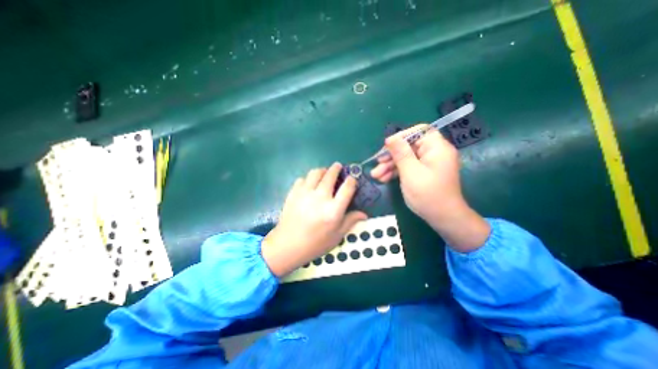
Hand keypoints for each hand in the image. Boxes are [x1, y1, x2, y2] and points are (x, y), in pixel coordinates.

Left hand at [261, 163, 364, 274]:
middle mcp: (320, 197)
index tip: (352, 178)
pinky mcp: (293, 193)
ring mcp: (305, 193)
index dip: (351, 180)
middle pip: (330, 175)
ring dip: (322, 170)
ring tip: (324, 173)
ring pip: (315, 173)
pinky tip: (309, 184)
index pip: (347, 188)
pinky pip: (302, 179)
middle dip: (336, 168)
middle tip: (338, 167)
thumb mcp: (336, 236)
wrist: (288, 245)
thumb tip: (364, 214)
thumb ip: (350, 221)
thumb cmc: (315, 243)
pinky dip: (308, 179)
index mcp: (333, 209)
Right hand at [370, 126, 487, 251]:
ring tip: (376, 175)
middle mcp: (434, 153)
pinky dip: (396, 172)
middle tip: (377, 164)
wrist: (442, 217)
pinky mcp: (423, 173)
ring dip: (390, 166)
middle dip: (391, 156)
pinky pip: (408, 167)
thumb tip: (390, 138)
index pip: (419, 131)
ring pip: (406, 158)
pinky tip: (384, 179)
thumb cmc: (427, 194)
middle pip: (409, 146)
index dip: (401, 136)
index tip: (387, 146)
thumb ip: (400, 153)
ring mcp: (428, 163)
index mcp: (437, 147)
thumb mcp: (410, 172)